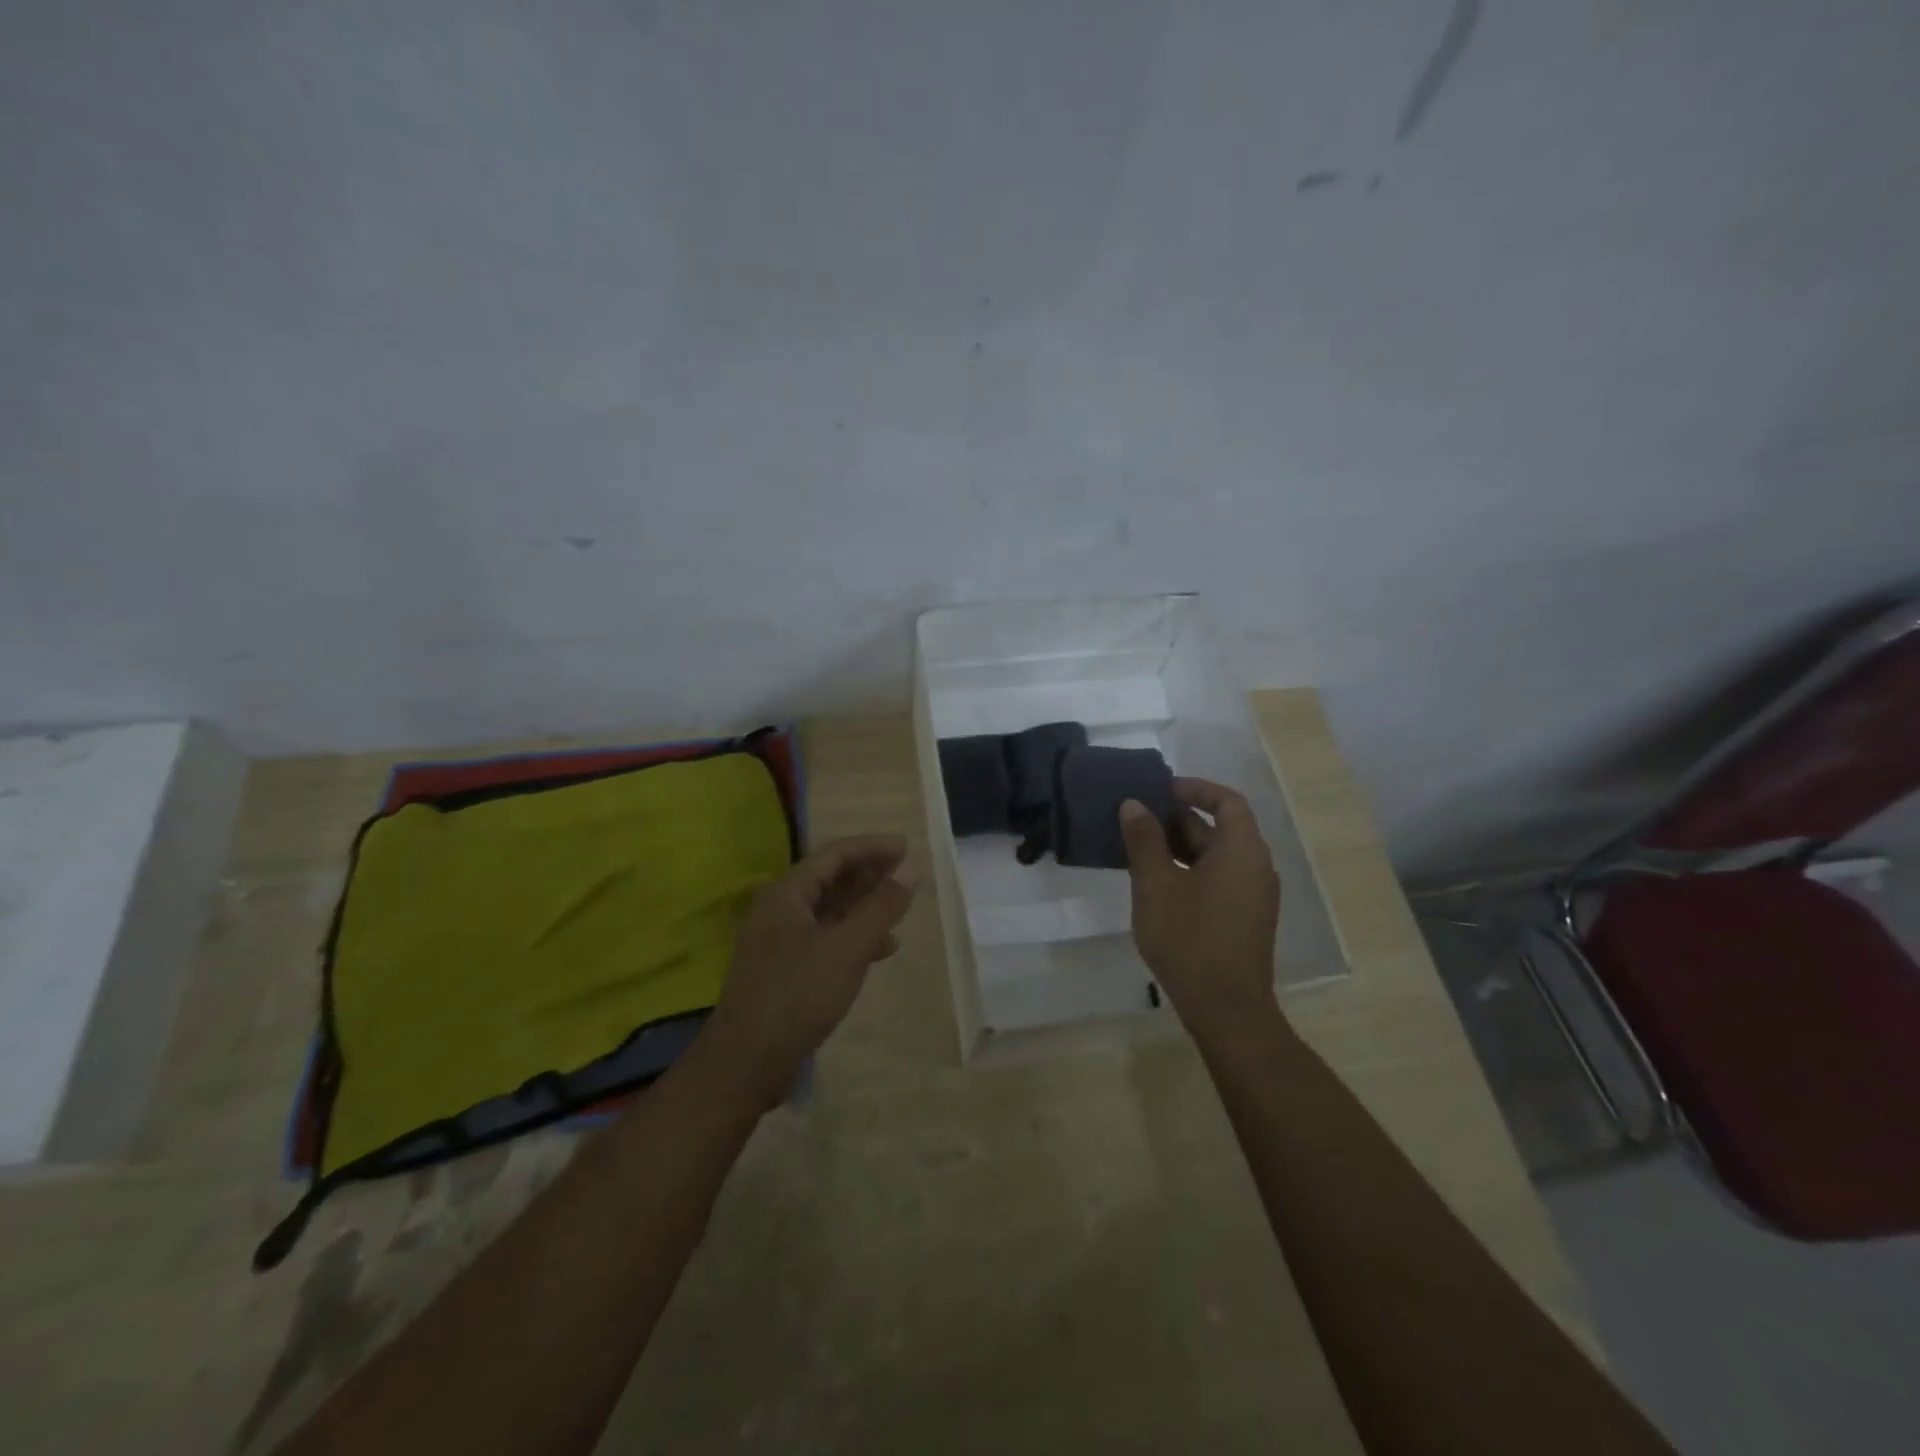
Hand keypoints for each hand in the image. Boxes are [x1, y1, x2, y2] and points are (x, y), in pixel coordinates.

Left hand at [706, 835, 916, 1105]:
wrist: (747, 1062)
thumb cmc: (798, 994)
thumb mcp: (848, 947)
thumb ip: (881, 906)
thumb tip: (910, 869)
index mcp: (786, 893)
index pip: (834, 854)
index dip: (872, 847)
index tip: (907, 848)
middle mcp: (779, 909)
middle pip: (830, 879)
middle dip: (870, 874)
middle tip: (907, 874)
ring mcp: (780, 941)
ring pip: (830, 910)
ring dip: (865, 906)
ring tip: (900, 908)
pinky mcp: (785, 970)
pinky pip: (826, 938)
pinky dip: (854, 937)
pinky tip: (881, 948)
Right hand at [1120, 778, 1282, 1039]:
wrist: (1225, 1008)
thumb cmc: (1190, 938)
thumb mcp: (1156, 884)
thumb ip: (1144, 840)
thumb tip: (1133, 805)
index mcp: (1242, 850)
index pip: (1226, 801)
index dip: (1195, 789)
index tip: (1160, 789)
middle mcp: (1255, 867)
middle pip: (1220, 828)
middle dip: (1178, 819)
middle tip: (1137, 817)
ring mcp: (1252, 896)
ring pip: (1216, 856)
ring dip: (1180, 846)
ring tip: (1138, 847)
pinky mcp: (1243, 919)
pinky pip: (1218, 879)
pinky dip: (1189, 870)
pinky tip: (1156, 883)